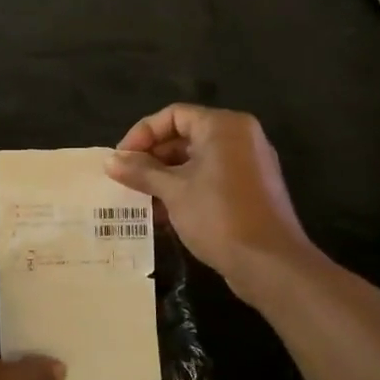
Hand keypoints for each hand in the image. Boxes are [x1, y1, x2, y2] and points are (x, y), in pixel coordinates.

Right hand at [105, 103, 312, 299]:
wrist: (270, 264)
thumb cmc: (219, 216)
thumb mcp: (173, 191)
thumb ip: (141, 172)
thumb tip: (110, 161)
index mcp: (223, 126)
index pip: (173, 115)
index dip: (142, 134)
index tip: (120, 159)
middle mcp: (240, 137)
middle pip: (185, 136)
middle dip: (152, 157)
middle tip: (126, 179)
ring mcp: (248, 164)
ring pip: (197, 160)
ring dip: (166, 176)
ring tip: (139, 197)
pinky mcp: (250, 190)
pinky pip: (211, 178)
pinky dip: (186, 188)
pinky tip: (163, 213)